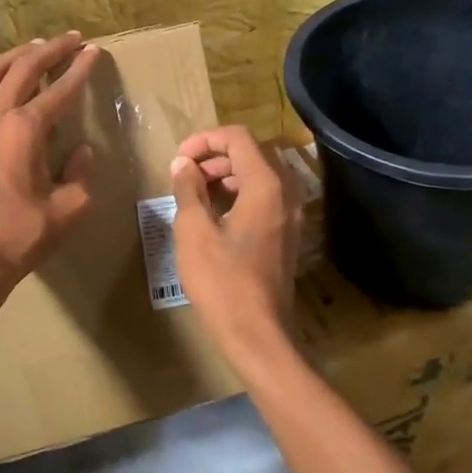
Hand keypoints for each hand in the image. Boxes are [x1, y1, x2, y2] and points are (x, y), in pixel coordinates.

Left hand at [0, 32, 100, 312]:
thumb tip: (82, 151)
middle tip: (71, 39)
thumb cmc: (22, 235)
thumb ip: (80, 174)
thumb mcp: (69, 208)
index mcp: (25, 130)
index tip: (95, 51)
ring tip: (33, 46)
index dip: (80, 70)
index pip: (59, 91)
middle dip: (49, 50)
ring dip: (13, 57)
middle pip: (23, 70)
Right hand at [169, 126, 303, 370]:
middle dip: (216, 156)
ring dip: (228, 174)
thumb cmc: (222, 280)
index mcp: (266, 185)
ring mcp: (292, 215)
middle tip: (186, 174)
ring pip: (260, 175)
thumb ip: (188, 189)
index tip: (179, 157)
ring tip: (196, 191)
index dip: (205, 140)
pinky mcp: (288, 234)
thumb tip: (183, 164)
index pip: (238, 138)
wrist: (258, 334)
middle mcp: (286, 193)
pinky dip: (240, 193)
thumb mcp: (194, 230)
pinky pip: (266, 197)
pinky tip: (216, 213)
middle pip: (252, 153)